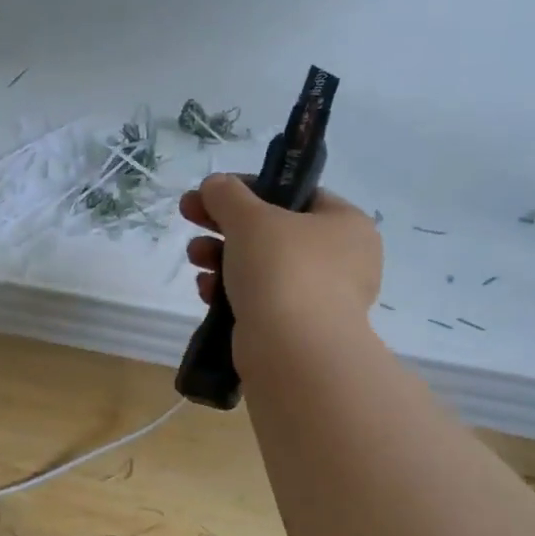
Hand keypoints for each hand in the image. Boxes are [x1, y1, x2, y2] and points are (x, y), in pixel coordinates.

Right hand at [181, 173, 383, 368]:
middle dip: (225, 225)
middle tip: (189, 217)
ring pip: (262, 267)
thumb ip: (228, 194)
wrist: (293, 350)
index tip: (210, 193)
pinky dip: (231, 291)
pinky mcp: (298, 329)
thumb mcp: (249, 218)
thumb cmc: (282, 269)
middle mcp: (342, 259)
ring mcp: (322, 298)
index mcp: (346, 224)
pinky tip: (206, 291)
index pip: (295, 194)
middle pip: (273, 231)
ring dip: (222, 257)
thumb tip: (214, 185)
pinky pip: (260, 299)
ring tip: (195, 258)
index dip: (248, 189)